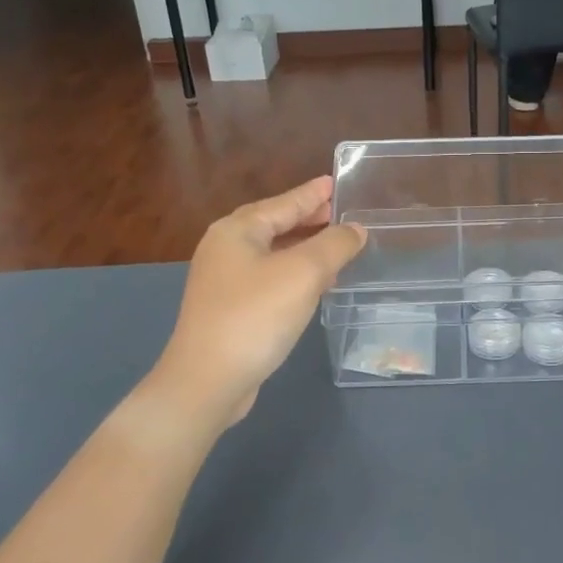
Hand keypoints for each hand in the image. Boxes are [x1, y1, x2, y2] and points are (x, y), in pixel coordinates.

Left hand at [152, 177, 365, 429]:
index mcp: (237, 230)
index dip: (312, 193)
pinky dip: (296, 273)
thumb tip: (355, 229)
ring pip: (274, 253)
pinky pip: (271, 278)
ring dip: (306, 248)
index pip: (284, 203)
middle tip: (342, 213)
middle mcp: (226, 249)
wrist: (208, 381)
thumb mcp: (303, 273)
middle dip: (310, 220)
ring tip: (338, 246)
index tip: (335, 182)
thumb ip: (334, 245)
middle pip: (276, 225)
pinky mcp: (230, 309)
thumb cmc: (255, 316)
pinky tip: (317, 284)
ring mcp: (224, 281)